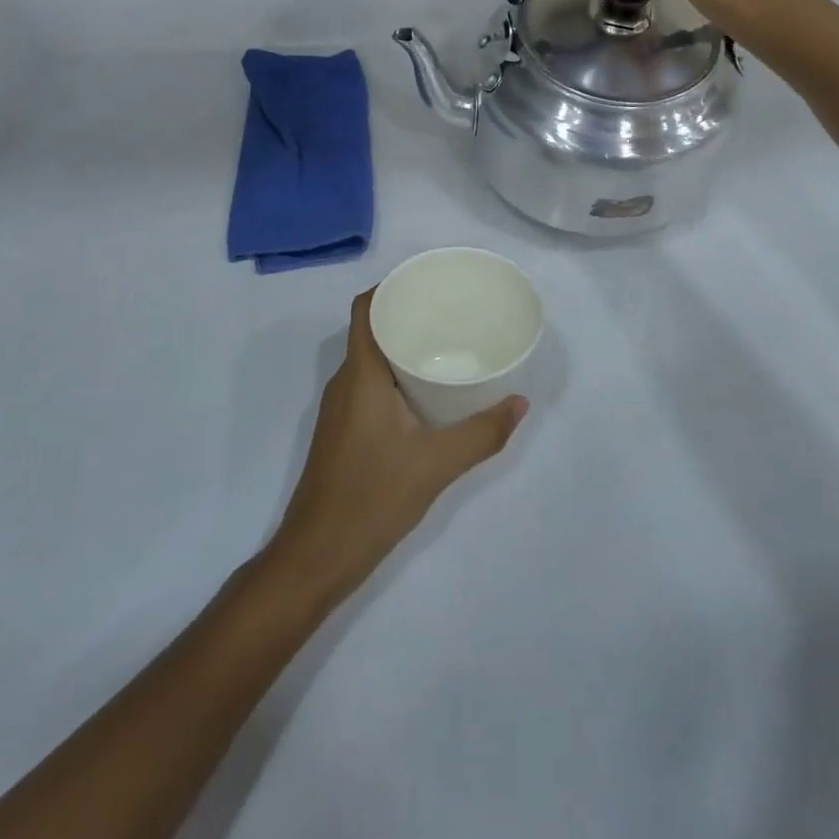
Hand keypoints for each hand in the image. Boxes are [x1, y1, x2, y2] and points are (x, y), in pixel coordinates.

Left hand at [266, 291, 526, 603]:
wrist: (317, 555)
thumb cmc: (372, 497)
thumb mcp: (436, 465)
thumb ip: (482, 433)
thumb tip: (520, 402)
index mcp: (361, 374)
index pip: (365, 309)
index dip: (390, 287)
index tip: (427, 283)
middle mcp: (345, 382)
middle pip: (371, 330)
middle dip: (406, 315)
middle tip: (450, 313)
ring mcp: (341, 408)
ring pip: (371, 359)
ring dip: (402, 347)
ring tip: (445, 346)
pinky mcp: (343, 430)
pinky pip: (370, 384)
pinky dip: (396, 376)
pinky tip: (426, 392)